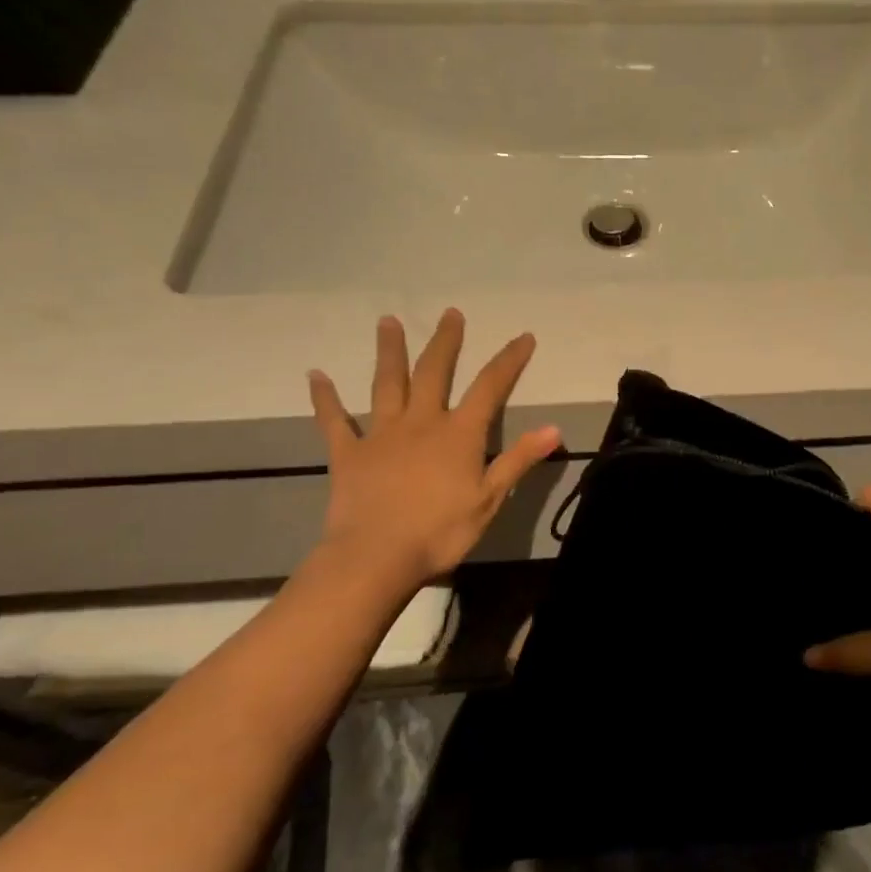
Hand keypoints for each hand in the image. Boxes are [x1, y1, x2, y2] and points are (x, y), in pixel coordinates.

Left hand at [306, 310, 560, 582]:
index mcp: (459, 434)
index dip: (509, 360)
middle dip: (445, 342)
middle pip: (434, 372)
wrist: (376, 558)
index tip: (523, 337)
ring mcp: (381, 435)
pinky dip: (325, 398)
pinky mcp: (348, 454)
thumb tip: (554, 428)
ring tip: (388, 321)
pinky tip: (316, 376)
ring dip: (389, 351)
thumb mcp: (490, 499)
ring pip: (386, 384)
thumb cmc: (440, 532)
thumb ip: (518, 459)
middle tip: (450, 313)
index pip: (490, 387)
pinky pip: (334, 421)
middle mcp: (421, 422)